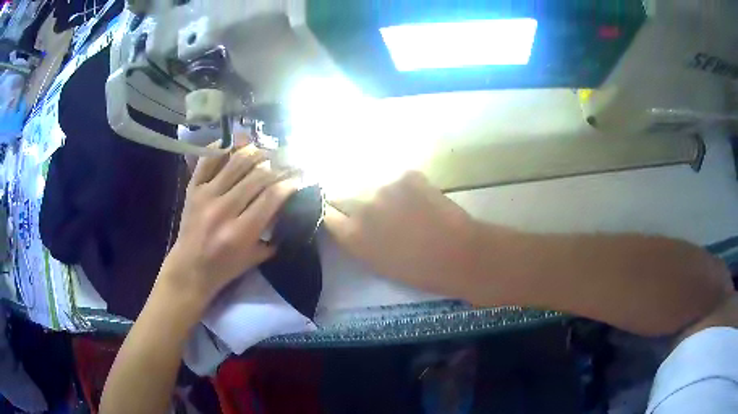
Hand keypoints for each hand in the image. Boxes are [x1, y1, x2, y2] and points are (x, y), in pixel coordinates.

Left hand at [160, 145, 298, 308]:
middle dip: (279, 165)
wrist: (189, 268)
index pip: (272, 196)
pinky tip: (238, 143)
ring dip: (257, 152)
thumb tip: (289, 206)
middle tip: (289, 161)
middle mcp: (223, 209)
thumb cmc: (224, 267)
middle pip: (258, 175)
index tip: (300, 177)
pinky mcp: (193, 187)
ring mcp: (206, 195)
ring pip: (237, 161)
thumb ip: (274, 234)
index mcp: (240, 232)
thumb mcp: (255, 258)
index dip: (290, 182)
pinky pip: (209, 158)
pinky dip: (224, 147)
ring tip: (268, 152)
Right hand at [324, 171, 478, 297]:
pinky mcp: (408, 176)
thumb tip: (350, 226)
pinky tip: (423, 201)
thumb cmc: (418, 271)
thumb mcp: (377, 263)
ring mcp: (385, 187)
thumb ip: (358, 242)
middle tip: (377, 214)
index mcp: (352, 235)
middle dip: (356, 203)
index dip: (335, 214)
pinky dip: (408, 188)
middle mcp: (361, 206)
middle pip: (346, 195)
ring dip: (384, 196)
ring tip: (407, 209)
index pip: (327, 214)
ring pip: (375, 187)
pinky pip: (400, 180)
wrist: (458, 255)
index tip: (342, 217)